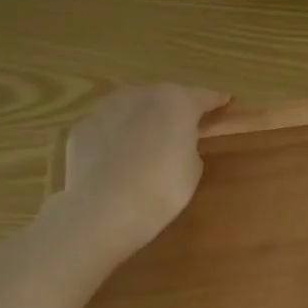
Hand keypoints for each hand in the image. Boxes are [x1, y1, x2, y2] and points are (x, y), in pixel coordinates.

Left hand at [54, 84, 230, 256]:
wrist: (104, 211)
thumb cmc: (162, 188)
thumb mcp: (193, 166)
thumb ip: (187, 143)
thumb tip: (174, 141)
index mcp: (177, 102)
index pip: (203, 96)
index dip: (215, 101)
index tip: (225, 101)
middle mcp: (141, 96)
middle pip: (164, 95)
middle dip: (175, 106)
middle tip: (184, 123)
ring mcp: (106, 110)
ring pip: (132, 105)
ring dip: (143, 115)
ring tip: (148, 136)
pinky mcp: (82, 129)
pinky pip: (108, 125)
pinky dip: (117, 134)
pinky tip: (118, 154)